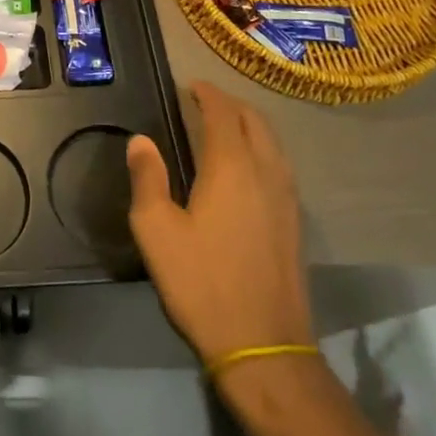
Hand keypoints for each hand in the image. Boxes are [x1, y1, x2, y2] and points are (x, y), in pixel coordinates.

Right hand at [126, 80, 311, 361]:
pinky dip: (263, 149)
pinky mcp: (295, 224)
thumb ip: (147, 178)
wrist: (264, 349)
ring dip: (250, 125)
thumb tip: (140, 140)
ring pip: (273, 143)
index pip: (222, 113)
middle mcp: (265, 173)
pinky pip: (281, 166)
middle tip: (204, 101)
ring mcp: (287, 199)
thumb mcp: (156, 230)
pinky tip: (248, 168)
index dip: (206, 94)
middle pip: (255, 121)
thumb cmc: (202, 283)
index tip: (189, 86)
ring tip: (225, 126)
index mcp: (231, 167)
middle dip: (230, 104)